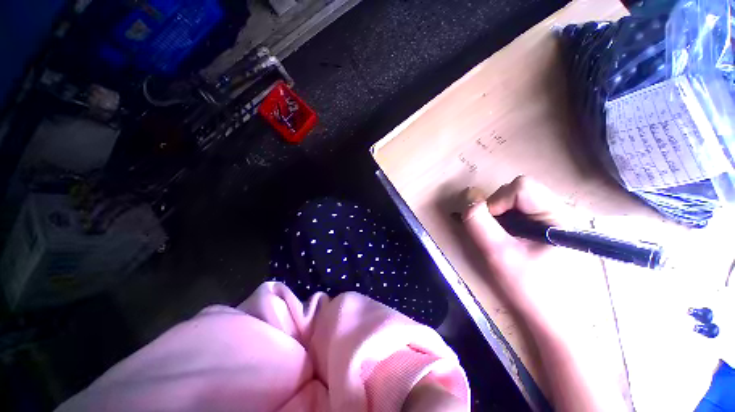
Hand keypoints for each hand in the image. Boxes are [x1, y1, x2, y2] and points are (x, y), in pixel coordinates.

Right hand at [461, 176, 586, 328]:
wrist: (555, 319)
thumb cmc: (530, 290)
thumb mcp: (498, 255)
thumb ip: (479, 224)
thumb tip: (468, 199)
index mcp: (558, 216)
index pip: (521, 187)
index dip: (497, 201)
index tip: (491, 226)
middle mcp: (562, 211)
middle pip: (519, 190)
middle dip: (498, 207)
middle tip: (494, 233)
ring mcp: (557, 218)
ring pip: (518, 199)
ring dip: (501, 214)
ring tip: (501, 237)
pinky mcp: (550, 226)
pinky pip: (522, 210)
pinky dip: (507, 219)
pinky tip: (509, 238)